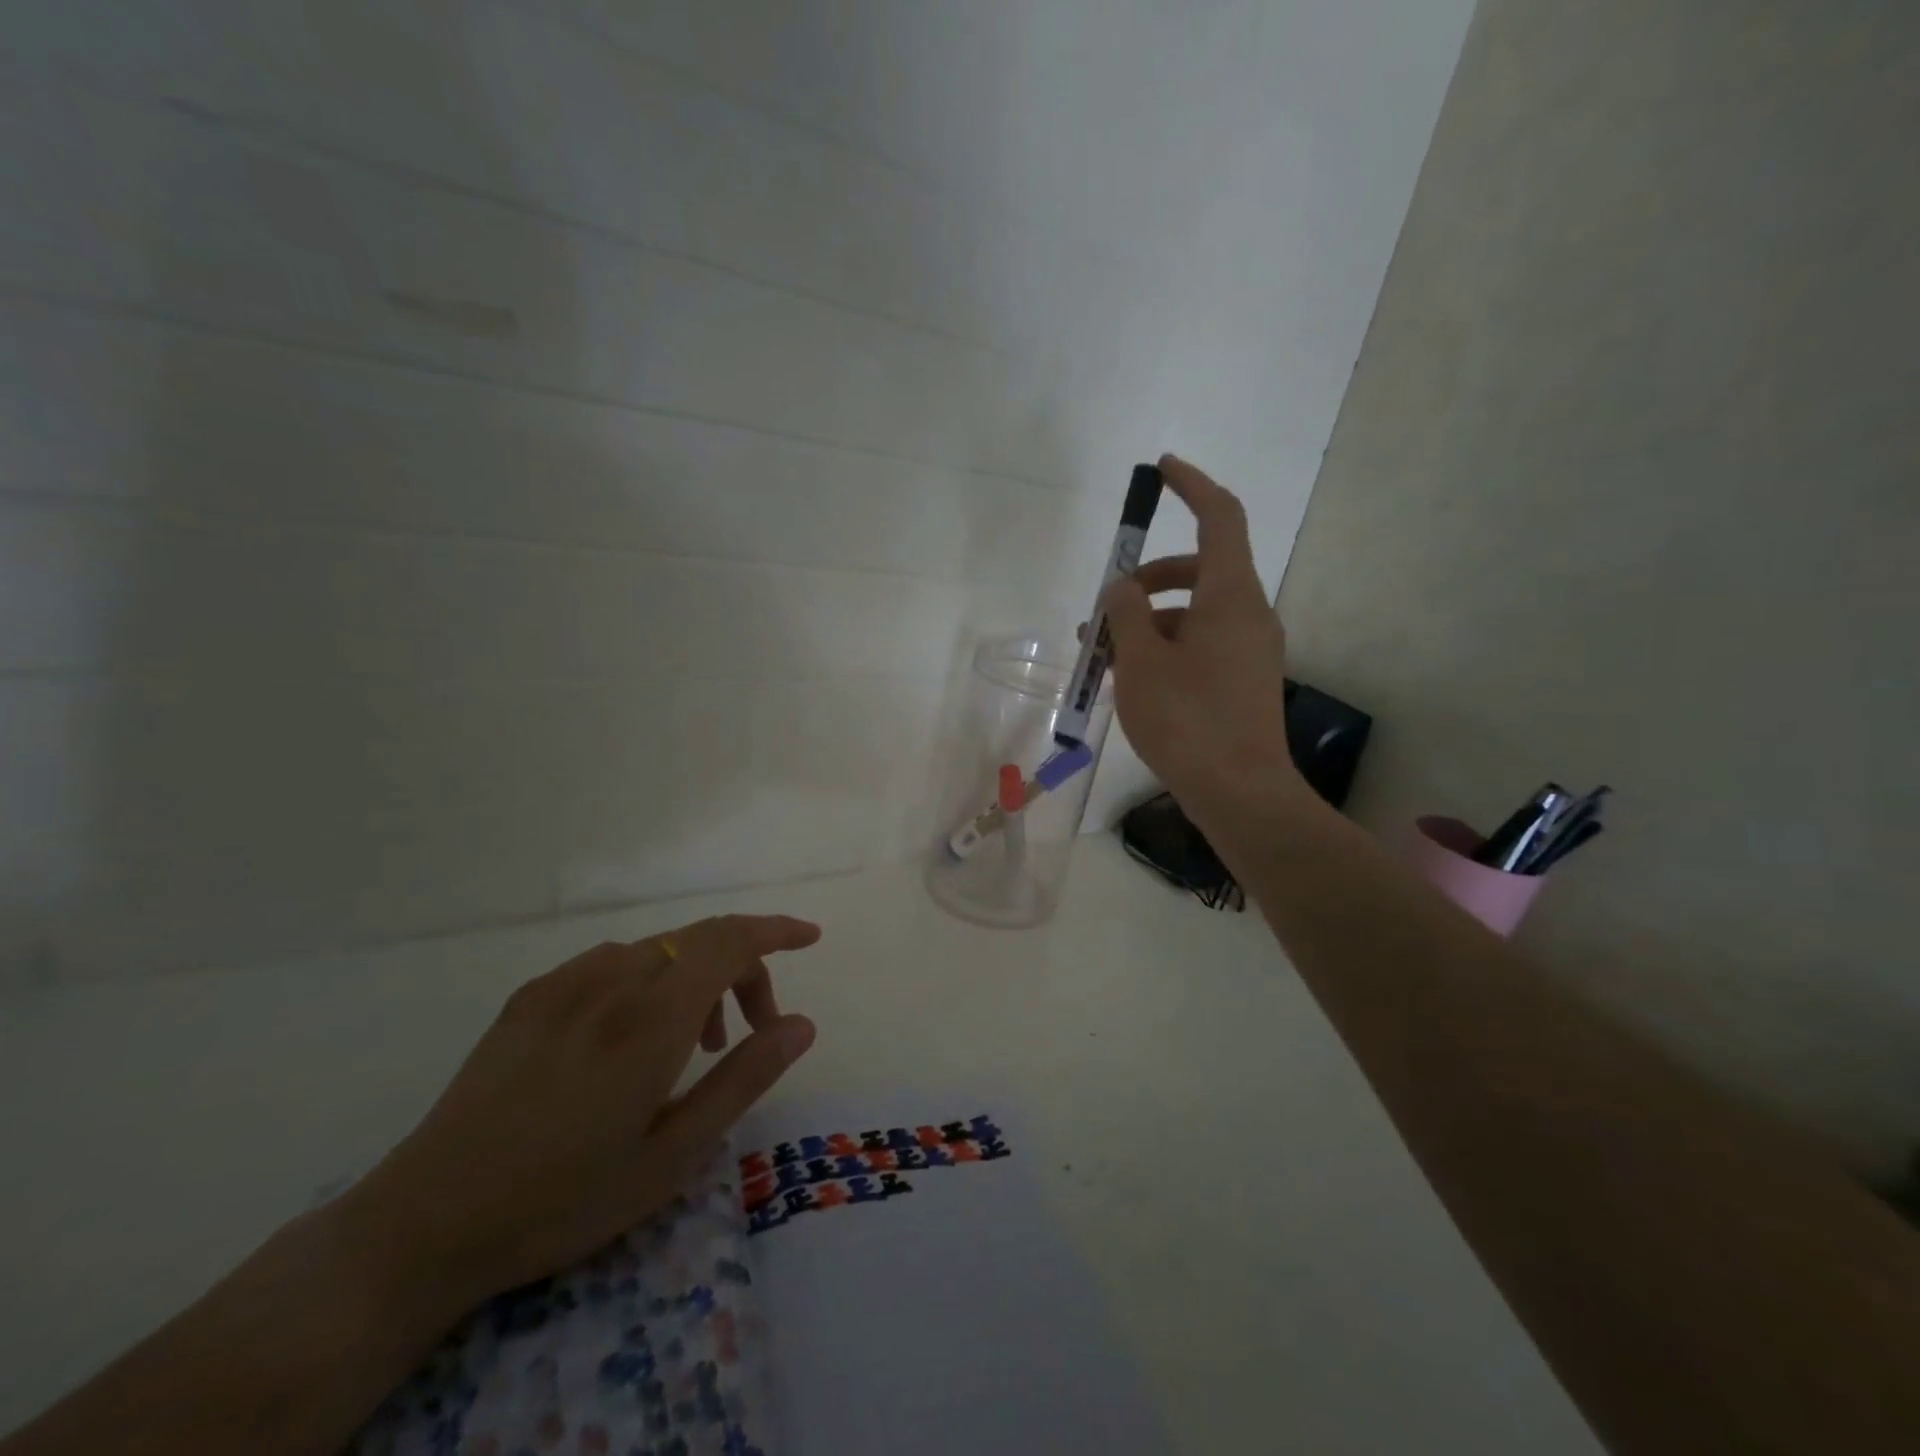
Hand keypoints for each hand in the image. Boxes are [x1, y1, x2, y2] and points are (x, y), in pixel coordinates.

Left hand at [337, 914, 819, 1309]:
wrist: (426, 1222)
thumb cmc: (565, 1198)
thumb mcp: (674, 1154)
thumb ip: (744, 1078)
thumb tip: (802, 1023)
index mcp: (652, 1018)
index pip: (730, 940)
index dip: (776, 930)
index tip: (810, 938)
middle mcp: (613, 980)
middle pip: (700, 940)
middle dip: (744, 968)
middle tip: (753, 1031)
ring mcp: (565, 983)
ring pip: (659, 949)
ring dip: (696, 978)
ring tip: (695, 1043)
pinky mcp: (531, 996)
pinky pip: (613, 961)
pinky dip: (650, 978)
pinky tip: (631, 1033)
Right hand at [1102, 455, 1313, 850]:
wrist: (1241, 794)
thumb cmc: (1188, 721)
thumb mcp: (1140, 663)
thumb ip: (1124, 614)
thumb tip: (1121, 588)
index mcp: (1230, 596)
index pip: (1220, 517)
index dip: (1192, 486)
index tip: (1162, 470)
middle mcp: (1249, 614)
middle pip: (1198, 570)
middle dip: (1147, 581)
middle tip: (1103, 609)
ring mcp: (1250, 650)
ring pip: (1195, 614)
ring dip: (1149, 623)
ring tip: (1102, 658)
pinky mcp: (1244, 681)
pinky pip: (1202, 645)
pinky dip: (1166, 648)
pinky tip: (1131, 682)